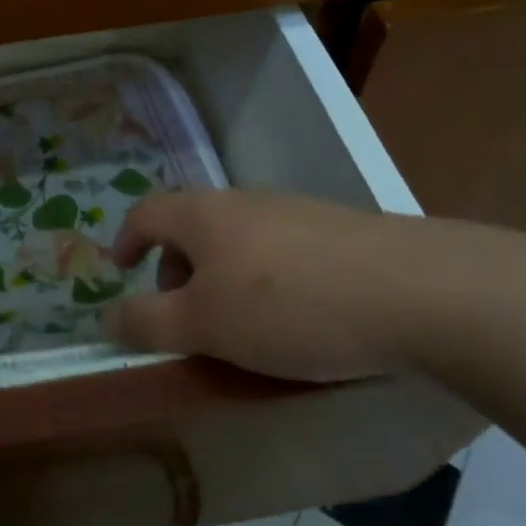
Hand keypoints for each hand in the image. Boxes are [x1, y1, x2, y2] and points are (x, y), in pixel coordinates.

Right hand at [104, 189, 525, 382]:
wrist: (419, 292)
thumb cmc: (290, 307)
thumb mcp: (204, 324)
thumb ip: (147, 321)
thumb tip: (106, 317)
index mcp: (205, 214)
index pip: (146, 213)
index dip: (125, 240)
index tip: (120, 271)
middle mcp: (246, 201)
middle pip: (192, 224)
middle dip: (175, 267)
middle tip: (183, 313)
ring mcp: (297, 212)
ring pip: (239, 238)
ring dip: (222, 275)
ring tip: (240, 323)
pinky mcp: (340, 232)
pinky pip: (281, 251)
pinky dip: (266, 279)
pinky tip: (296, 318)